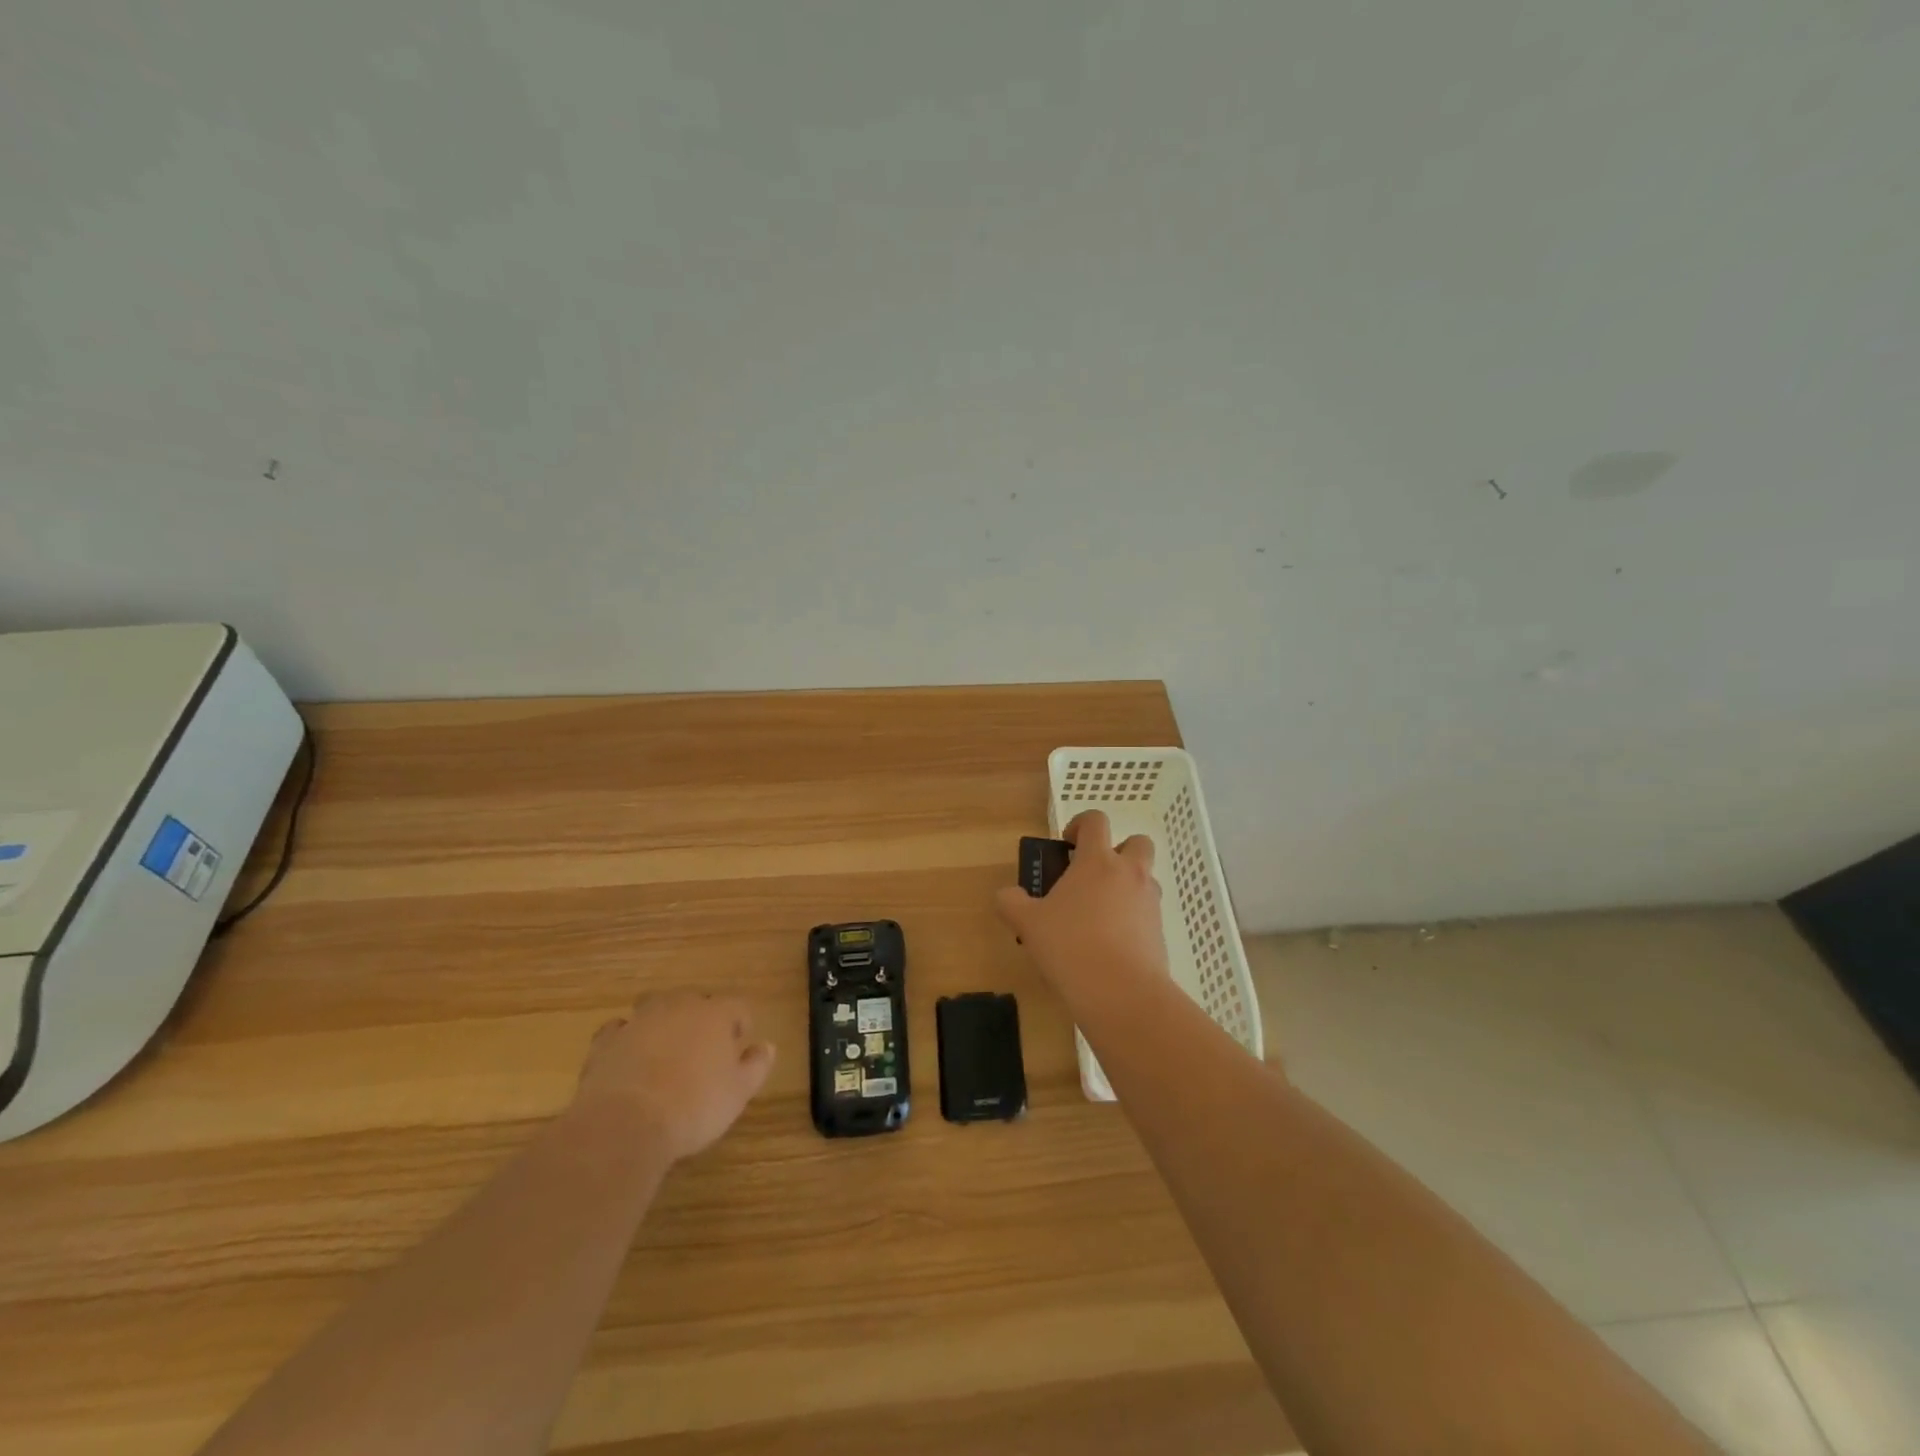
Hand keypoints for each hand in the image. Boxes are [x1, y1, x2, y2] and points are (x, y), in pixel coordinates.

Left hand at [572, 992, 774, 1161]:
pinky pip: (619, 1029)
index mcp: (715, 1014)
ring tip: (666, 1047)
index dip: (741, 1023)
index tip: (740, 1044)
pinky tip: (628, 1056)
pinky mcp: (606, 1041)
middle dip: (701, 1018)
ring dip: (663, 1020)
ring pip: (656, 1006)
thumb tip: (767, 1046)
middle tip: (704, 1048)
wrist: (625, 1124)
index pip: (737, 1006)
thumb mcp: (738, 1093)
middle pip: (695, 1000)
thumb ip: (756, 1066)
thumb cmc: (694, 1106)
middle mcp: (679, 1007)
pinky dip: (626, 1037)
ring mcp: (639, 1021)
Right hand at [995, 810, 1169, 1006]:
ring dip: (1126, 886)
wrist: (1122, 992)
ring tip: (1099, 915)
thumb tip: (1007, 895)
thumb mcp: (1028, 923)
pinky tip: (1109, 945)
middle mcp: (1129, 873)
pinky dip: (1132, 919)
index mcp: (1097, 861)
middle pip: (1137, 842)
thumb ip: (1012, 902)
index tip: (1067, 845)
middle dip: (1118, 851)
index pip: (1096, 820)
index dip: (1081, 824)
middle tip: (1092, 875)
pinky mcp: (1160, 932)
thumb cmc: (1070, 945)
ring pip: (1145, 879)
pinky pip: (1147, 913)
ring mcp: (1150, 902)